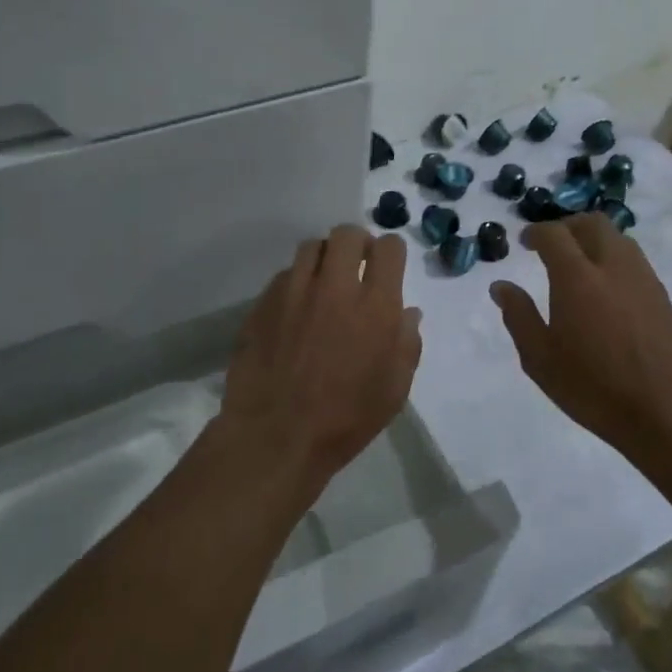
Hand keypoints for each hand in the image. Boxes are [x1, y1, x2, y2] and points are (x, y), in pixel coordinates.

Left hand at [222, 225, 421, 491]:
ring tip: (324, 281)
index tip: (387, 265)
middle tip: (357, 265)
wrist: (275, 437)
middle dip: (357, 243)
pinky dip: (296, 281)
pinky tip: (296, 307)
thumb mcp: (394, 390)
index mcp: (375, 306)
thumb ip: (407, 343)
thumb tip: (407, 312)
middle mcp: (335, 287)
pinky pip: (284, 275)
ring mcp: (294, 291)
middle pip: (347, 234)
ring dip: (324, 257)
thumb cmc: (345, 420)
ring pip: (311, 246)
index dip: (391, 252)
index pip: (389, 248)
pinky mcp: (264, 302)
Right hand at [490, 214, 671, 462]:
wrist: (666, 412)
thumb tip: (501, 286)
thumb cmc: (593, 387)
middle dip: (568, 225)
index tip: (524, 242)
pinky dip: (614, 257)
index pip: (554, 234)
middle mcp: (612, 267)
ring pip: (618, 237)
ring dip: (594, 239)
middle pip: (592, 223)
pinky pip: (634, 259)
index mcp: (577, 278)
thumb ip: (518, 316)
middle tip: (552, 245)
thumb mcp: (540, 358)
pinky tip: (606, 287)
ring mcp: (643, 279)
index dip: (535, 232)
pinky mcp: (662, 296)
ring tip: (579, 263)